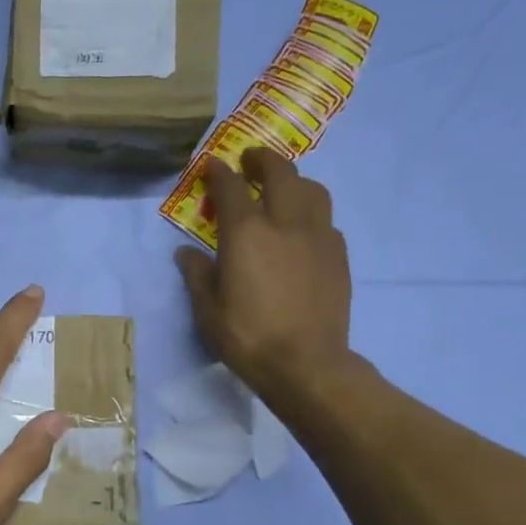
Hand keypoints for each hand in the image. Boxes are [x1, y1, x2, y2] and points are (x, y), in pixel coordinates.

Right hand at [175, 148, 361, 400]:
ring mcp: (317, 237)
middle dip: (262, 160)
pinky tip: (302, 231)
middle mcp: (285, 223)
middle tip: (250, 161)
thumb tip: (186, 253)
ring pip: (312, 190)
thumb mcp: (207, 309)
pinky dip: (311, 214)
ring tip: (283, 189)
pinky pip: (326, 220)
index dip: (218, 172)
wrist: (306, 364)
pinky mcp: (338, 256)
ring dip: (294, 181)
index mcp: (246, 233)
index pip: (230, 187)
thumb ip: (196, 274)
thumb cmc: (247, 337)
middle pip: (279, 173)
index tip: (212, 165)